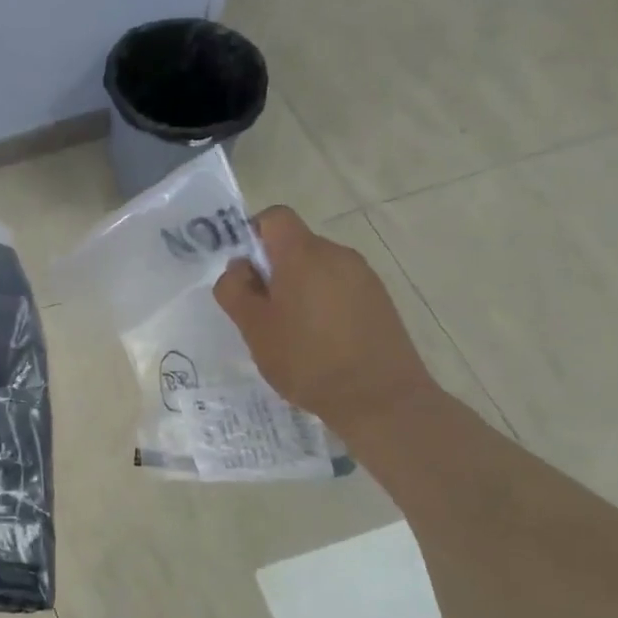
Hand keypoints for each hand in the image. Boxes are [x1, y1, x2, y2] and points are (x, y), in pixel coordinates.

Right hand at [213, 206, 441, 443]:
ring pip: (318, 267)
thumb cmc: (308, 361)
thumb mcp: (254, 329)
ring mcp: (364, 276)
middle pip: (296, 244)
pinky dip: (324, 302)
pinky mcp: (380, 299)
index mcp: (303, 255)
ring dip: (299, 287)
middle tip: (262, 312)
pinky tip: (322, 341)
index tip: (246, 273)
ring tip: (293, 332)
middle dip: (274, 269)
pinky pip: (340, 286)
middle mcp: (338, 254)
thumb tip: (239, 268)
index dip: (253, 235)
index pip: (275, 217)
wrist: (382, 400)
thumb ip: (235, 290)